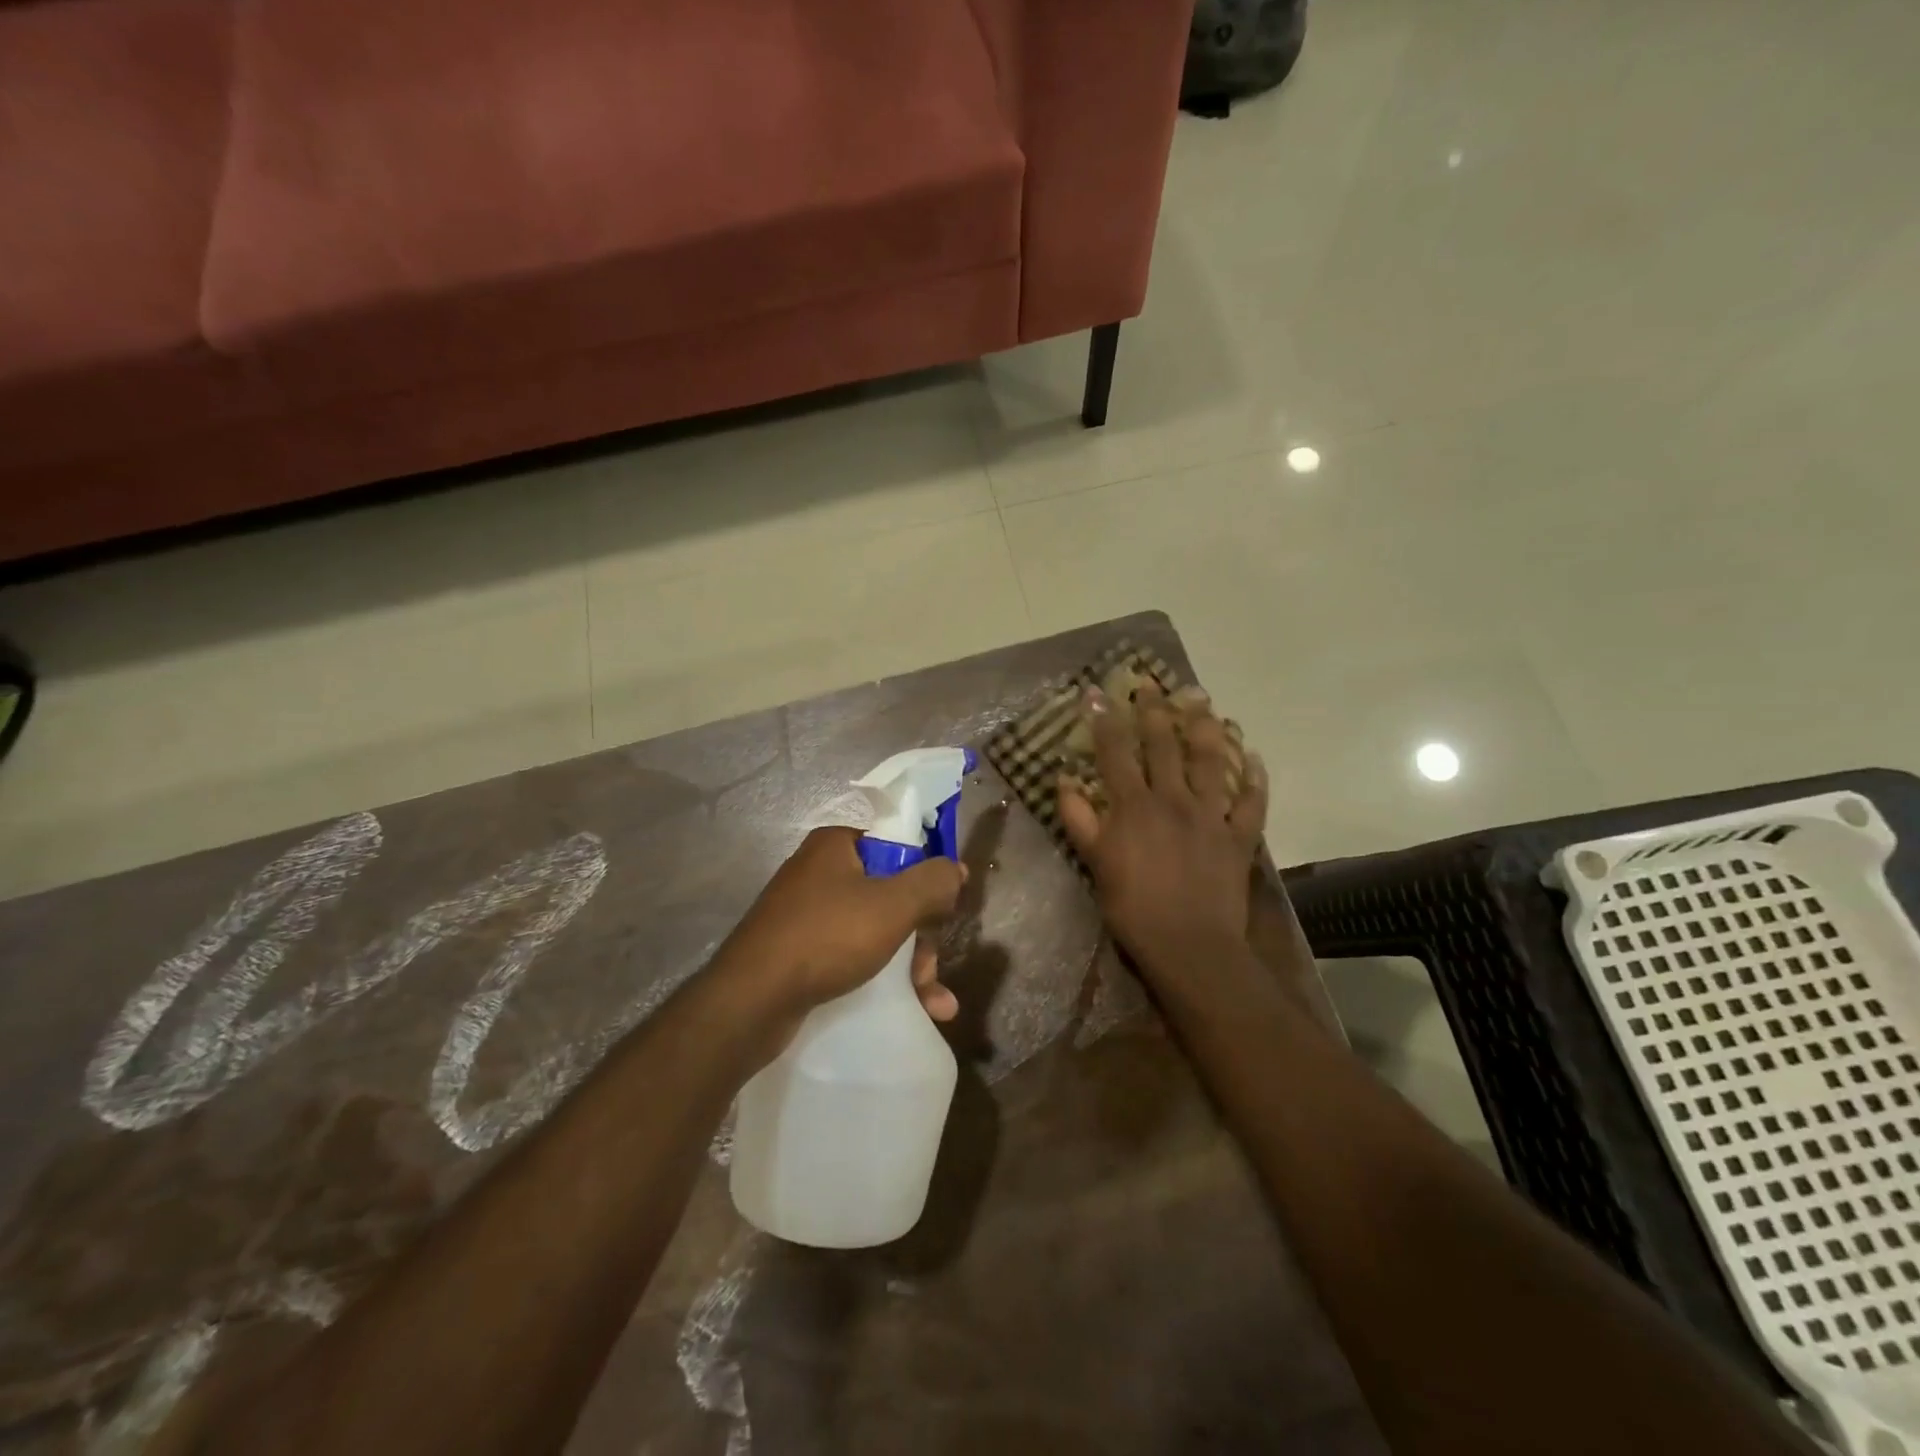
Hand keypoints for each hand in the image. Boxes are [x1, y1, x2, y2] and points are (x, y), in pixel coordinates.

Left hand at [716, 827, 964, 1040]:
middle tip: (932, 969)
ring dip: (910, 965)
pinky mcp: (798, 952)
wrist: (749, 1002)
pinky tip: (913, 1008)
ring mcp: (806, 914)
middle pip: (890, 894)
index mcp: (836, 845)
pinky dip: (882, 977)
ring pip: (875, 930)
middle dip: (922, 936)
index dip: (927, 878)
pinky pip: (852, 955)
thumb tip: (957, 869)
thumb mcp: (892, 905)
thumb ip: (932, 882)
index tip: (947, 911)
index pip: (898, 847)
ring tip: (936, 1004)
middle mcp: (819, 872)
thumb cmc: (826, 938)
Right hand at [1059, 683, 1268, 977]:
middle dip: (1155, 711)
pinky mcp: (1240, 836)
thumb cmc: (1133, 908)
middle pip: (1164, 744)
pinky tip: (1253, 756)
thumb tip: (1064, 780)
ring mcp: (1211, 815)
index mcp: (1134, 805)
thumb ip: (1079, 819)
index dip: (1104, 719)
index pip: (1115, 751)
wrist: (1189, 946)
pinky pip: (1251, 801)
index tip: (1097, 692)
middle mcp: (1173, 799)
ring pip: (1211, 760)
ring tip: (1203, 702)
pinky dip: (1254, 778)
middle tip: (1153, 684)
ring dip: (1207, 727)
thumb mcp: (1095, 864)